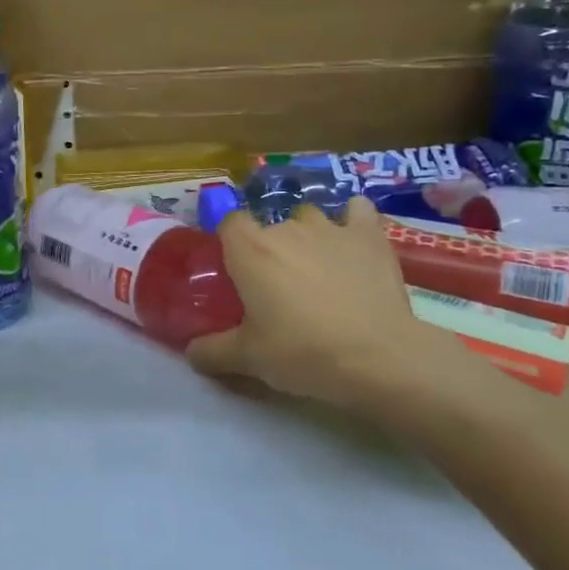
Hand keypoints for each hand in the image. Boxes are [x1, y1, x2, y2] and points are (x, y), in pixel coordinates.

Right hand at [186, 201, 481, 418]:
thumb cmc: (302, 352)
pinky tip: (354, 238)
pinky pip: (357, 210)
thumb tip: (190, 353)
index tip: (236, 269)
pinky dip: (352, 220)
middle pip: (270, 225)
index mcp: (249, 249)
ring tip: (317, 267)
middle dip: (271, 248)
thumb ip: (212, 352)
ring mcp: (330, 227)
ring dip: (308, 235)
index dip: (230, 241)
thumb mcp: (248, 359)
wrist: (378, 357)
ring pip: (310, 217)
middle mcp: (286, 228)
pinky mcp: (369, 235)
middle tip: (277, 287)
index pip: (229, 222)